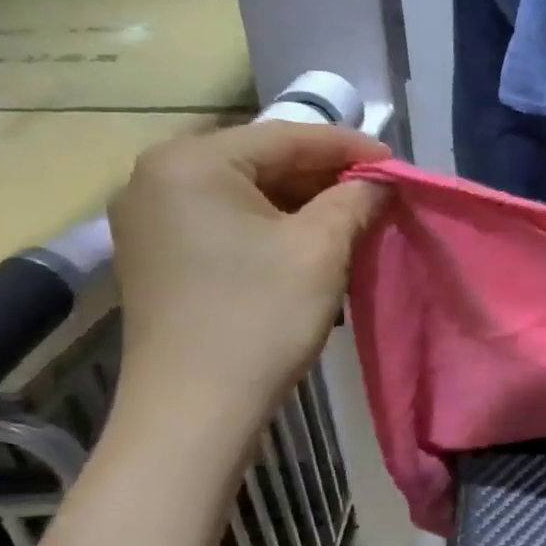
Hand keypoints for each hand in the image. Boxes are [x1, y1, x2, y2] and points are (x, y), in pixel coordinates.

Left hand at [108, 121, 387, 432]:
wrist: (194, 410)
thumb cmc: (261, 318)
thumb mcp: (321, 249)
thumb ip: (355, 199)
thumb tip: (380, 180)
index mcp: (192, 161)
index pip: (286, 136)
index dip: (349, 147)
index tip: (396, 162)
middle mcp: (156, 175)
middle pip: (260, 160)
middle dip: (323, 175)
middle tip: (376, 192)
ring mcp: (148, 216)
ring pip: (242, 191)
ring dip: (299, 201)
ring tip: (350, 216)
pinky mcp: (154, 253)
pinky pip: (223, 219)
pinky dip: (268, 224)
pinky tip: (306, 240)